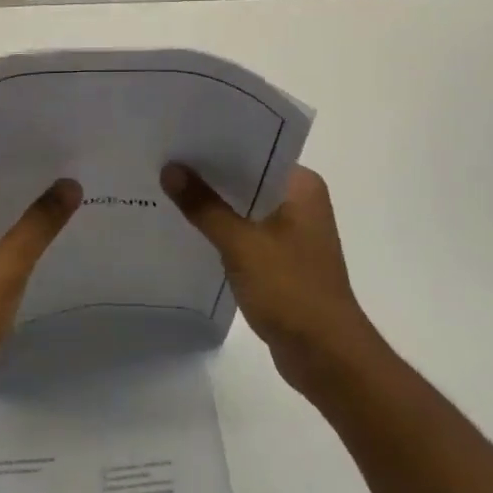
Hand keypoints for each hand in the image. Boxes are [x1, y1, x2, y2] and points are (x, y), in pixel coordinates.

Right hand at [160, 163, 378, 394]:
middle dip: (211, 173)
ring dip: (216, 203)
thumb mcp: (241, 244)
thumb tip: (170, 169)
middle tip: (166, 158)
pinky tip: (190, 228)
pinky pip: (247, 232)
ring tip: (170, 188)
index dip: (219, 142)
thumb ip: (204, 206)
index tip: (182, 134)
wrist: (327, 358)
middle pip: (248, 176)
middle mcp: (301, 201)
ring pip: (246, 206)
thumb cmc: (291, 290)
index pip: (257, 148)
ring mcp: (294, 232)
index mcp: (302, 185)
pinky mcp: (283, 259)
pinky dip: (224, 230)